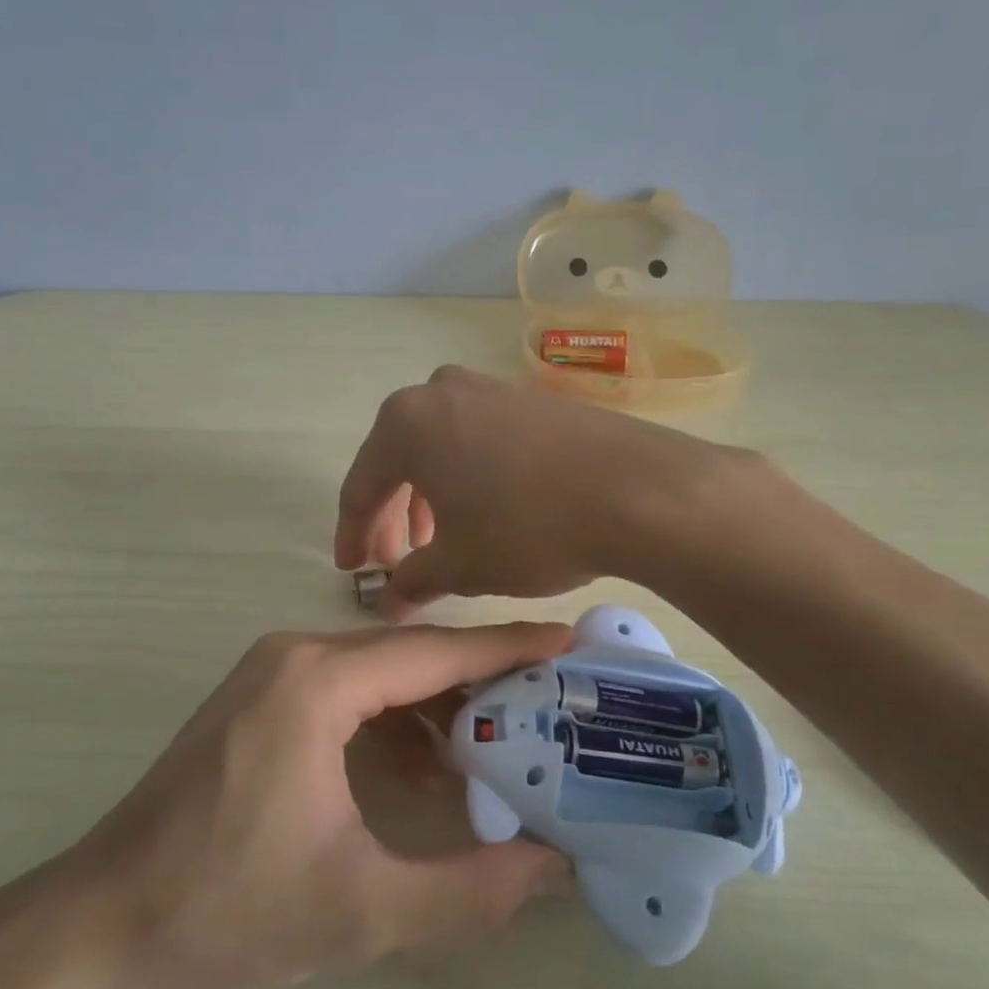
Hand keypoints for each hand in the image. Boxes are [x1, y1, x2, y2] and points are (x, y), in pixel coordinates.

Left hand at [47, 622, 573, 988]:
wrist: (100, 924)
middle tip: (548, 707)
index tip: (567, 644)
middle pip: (410, 656)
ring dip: (435, 708)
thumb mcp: (364, 910)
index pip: (434, 651)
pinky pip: (346, 694)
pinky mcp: (259, 701)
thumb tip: (555, 868)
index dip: (507, 648)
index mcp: (317, 682)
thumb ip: (471, 889)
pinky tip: (422, 773)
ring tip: (495, 752)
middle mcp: (295, 656)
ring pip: (379, 675)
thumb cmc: (228, 909)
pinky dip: (391, 723)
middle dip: (480, 682)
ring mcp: (271, 674)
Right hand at [334, 366, 744, 617]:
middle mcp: (440, 391)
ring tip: (440, 541)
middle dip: (392, 516)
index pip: (361, 486)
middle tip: (394, 562)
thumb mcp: (460, 565)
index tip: (351, 570)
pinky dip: (468, 476)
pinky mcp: (531, 399)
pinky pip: (478, 439)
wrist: (637, 489)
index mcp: (406, 424)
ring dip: (430, 496)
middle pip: (398, 461)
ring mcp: (490, 388)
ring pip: (440, 448)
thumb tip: (389, 600)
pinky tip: (485, 510)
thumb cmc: (527, 527)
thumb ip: (412, 580)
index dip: (352, 534)